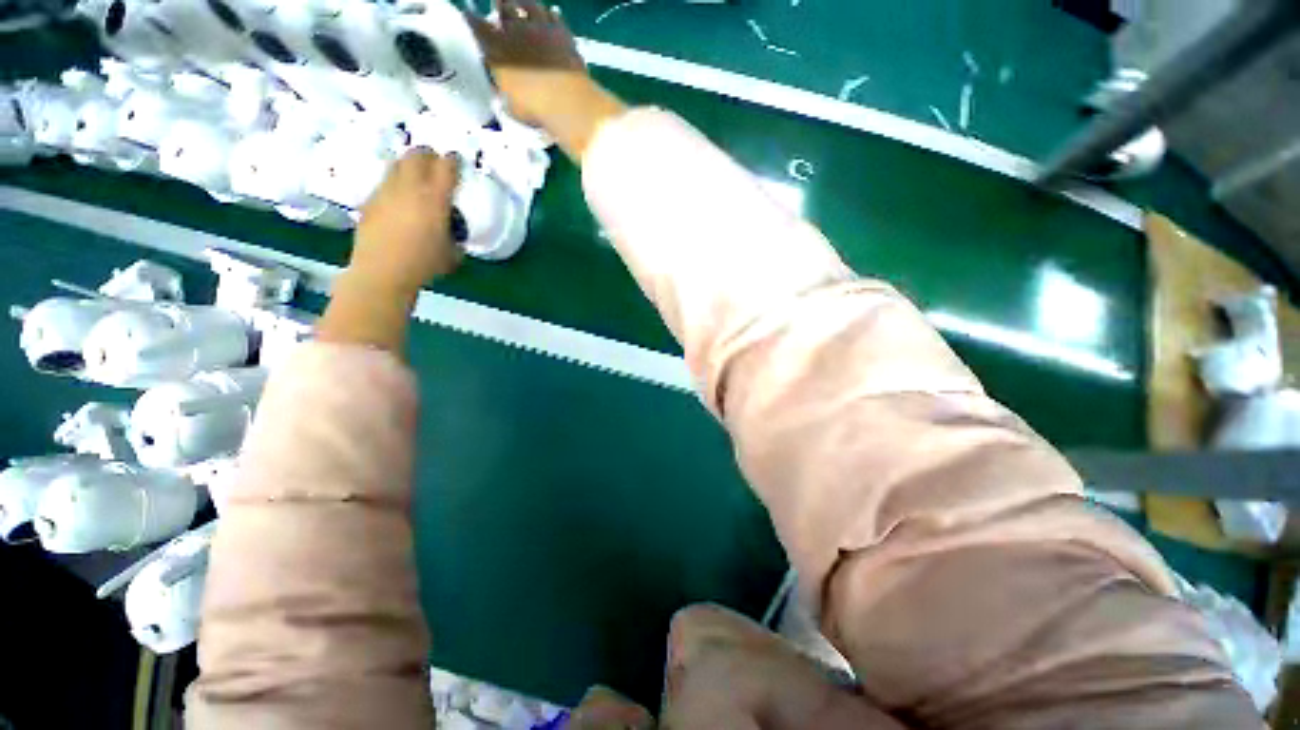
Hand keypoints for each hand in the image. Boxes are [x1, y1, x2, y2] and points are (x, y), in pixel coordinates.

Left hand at [351, 148, 461, 296]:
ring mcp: (386, 191)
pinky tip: (399, 201)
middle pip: (417, 155)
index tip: (457, 162)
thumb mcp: (452, 253)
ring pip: (397, 164)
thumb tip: (452, 232)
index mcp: (435, 199)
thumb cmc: (424, 265)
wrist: (383, 272)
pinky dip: (395, 185)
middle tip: (435, 165)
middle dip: (429, 156)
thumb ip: (455, 236)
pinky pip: (385, 183)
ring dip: (409, 167)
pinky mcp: (370, 200)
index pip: (447, 167)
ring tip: (416, 179)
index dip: (454, 161)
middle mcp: (410, 187)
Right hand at [465, 0, 589, 127]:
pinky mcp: (561, 31)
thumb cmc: (534, 109)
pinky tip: (550, 15)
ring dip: (524, 4)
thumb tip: (502, 94)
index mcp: (496, 48)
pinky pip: (554, 15)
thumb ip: (504, 95)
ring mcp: (539, 27)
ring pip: (528, 3)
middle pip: (503, 6)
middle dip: (501, 7)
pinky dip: (550, 15)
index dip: (472, 19)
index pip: (475, 24)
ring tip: (523, 6)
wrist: (566, 102)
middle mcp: (514, 30)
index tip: (470, 17)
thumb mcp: (512, 107)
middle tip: (501, 8)